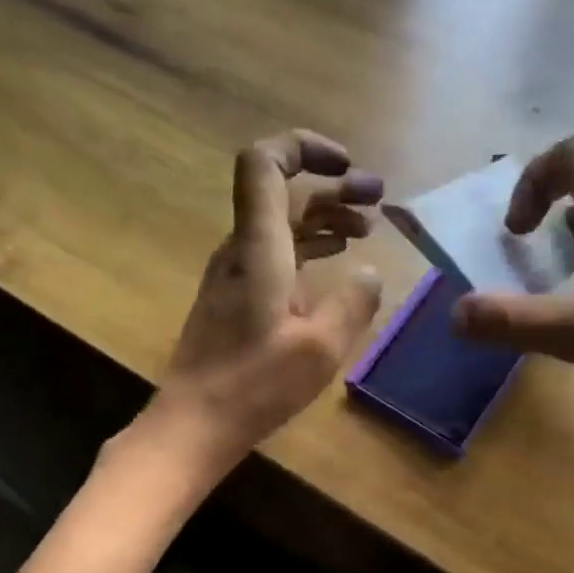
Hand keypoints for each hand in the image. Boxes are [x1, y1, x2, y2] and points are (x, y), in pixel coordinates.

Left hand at [145, 130, 383, 471]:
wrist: (194, 424)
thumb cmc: (255, 386)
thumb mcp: (320, 349)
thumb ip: (353, 304)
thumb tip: (371, 274)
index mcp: (259, 248)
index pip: (265, 164)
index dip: (304, 148)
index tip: (347, 165)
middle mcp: (242, 250)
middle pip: (283, 194)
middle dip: (333, 188)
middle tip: (378, 199)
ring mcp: (235, 275)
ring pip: (281, 225)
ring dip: (324, 218)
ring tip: (367, 229)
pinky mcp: (235, 299)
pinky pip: (276, 254)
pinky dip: (309, 248)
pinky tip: (336, 263)